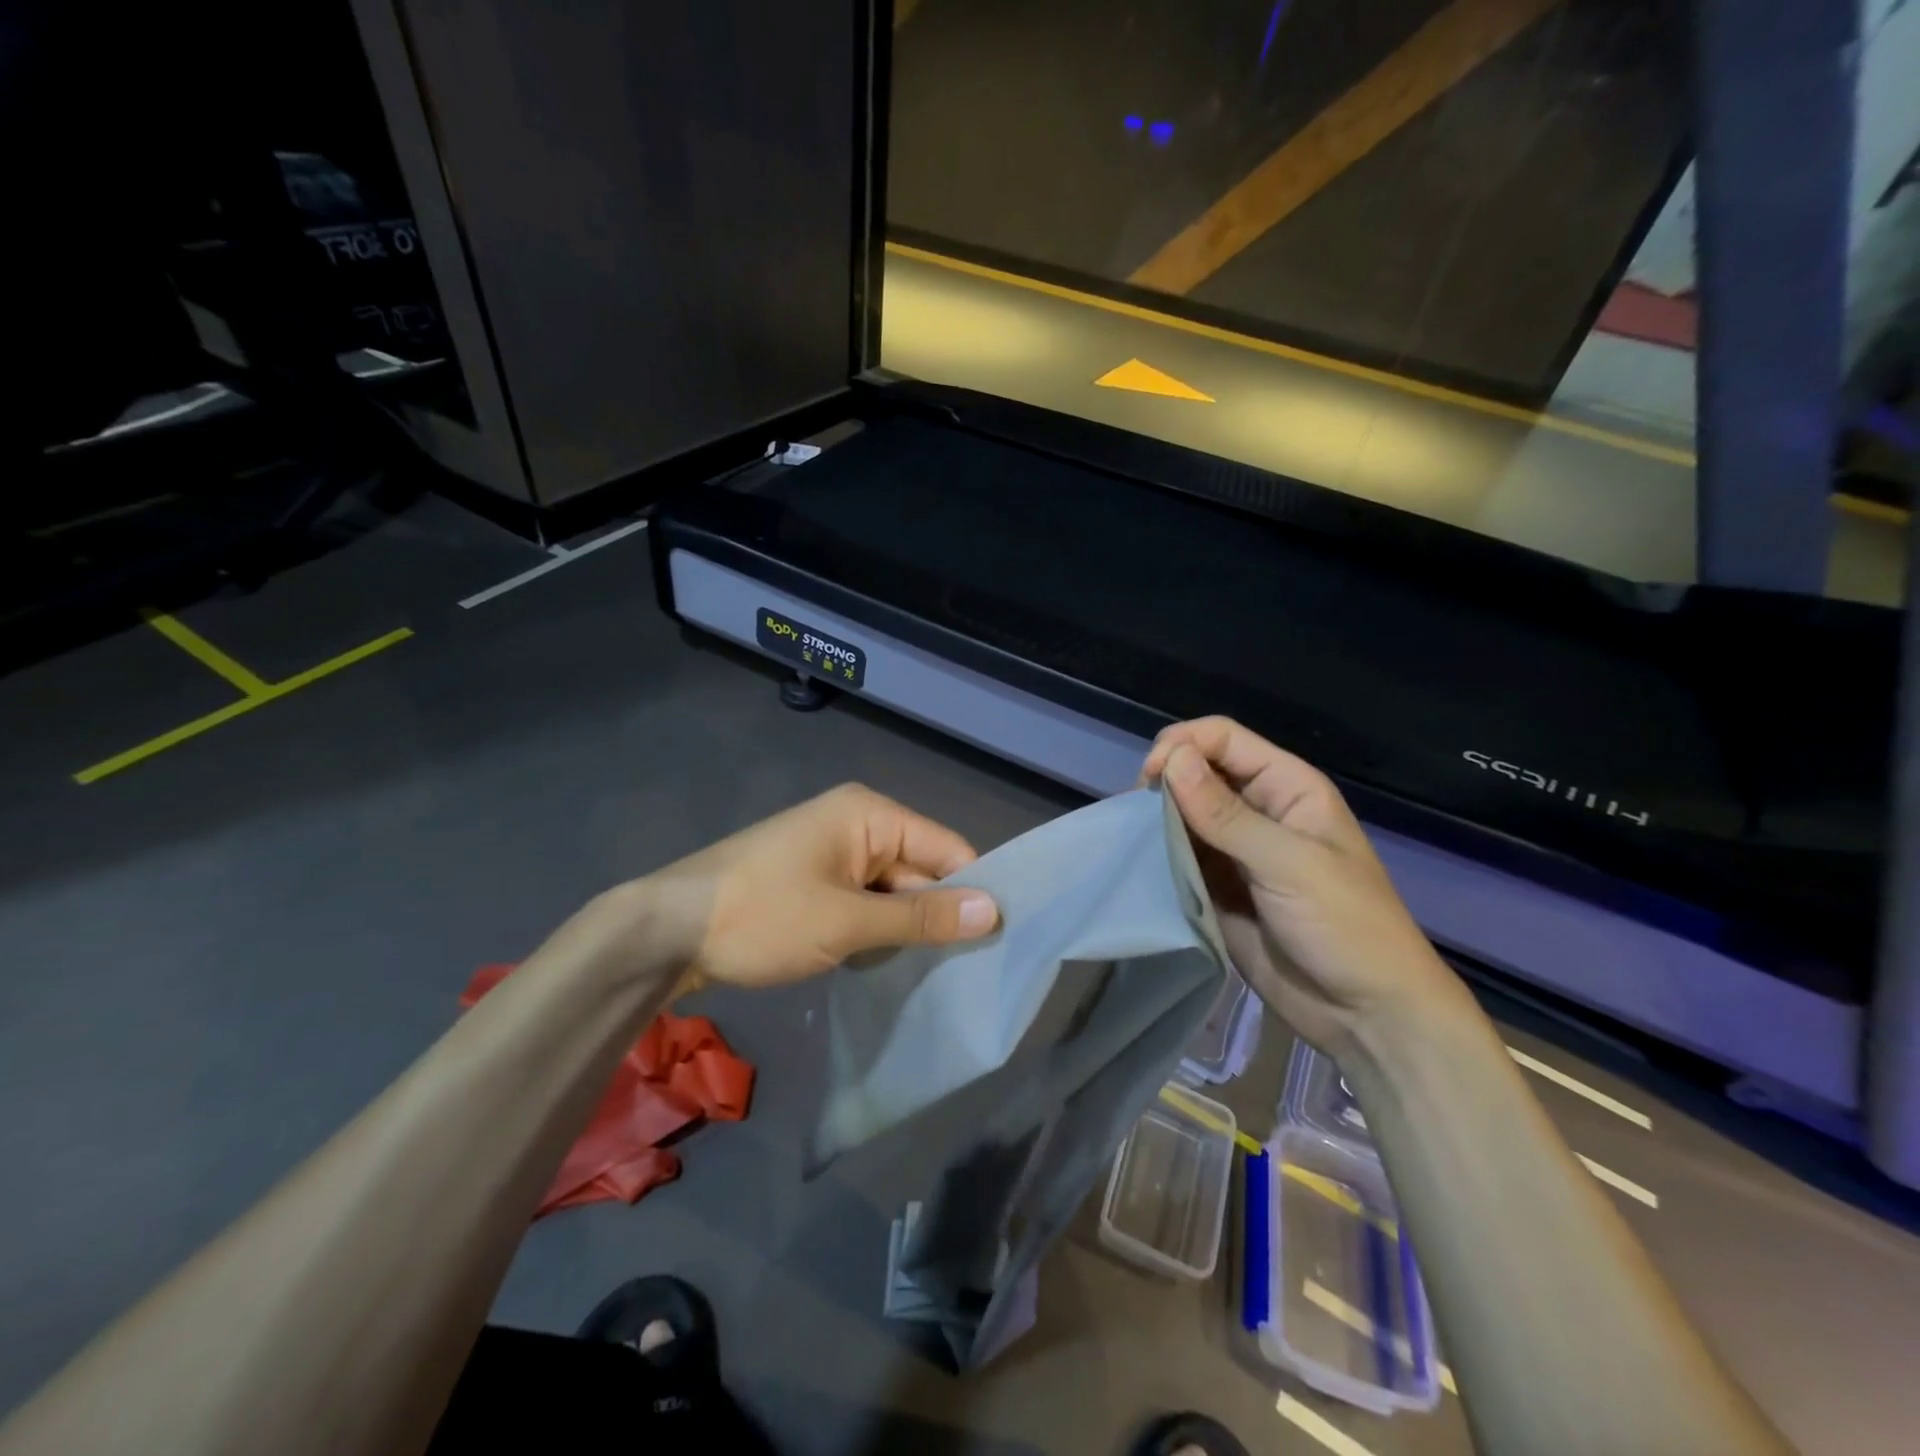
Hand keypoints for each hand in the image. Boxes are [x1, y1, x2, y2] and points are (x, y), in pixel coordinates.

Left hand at [631, 783, 999, 992]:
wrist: (666, 932)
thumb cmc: (763, 916)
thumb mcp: (848, 922)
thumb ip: (922, 917)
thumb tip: (994, 912)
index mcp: (870, 815)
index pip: (946, 847)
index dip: (973, 890)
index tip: (1001, 940)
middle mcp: (856, 826)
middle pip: (919, 871)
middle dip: (935, 917)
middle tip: (967, 972)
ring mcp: (831, 857)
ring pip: (891, 895)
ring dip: (902, 931)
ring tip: (928, 976)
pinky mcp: (812, 885)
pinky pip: (862, 906)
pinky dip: (872, 934)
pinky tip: (879, 967)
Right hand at [1142, 717, 1468, 1056]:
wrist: (1366, 1014)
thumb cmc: (1345, 926)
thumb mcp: (1288, 863)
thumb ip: (1226, 813)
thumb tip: (1172, 759)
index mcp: (1286, 787)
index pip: (1223, 739)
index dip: (1182, 746)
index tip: (1149, 778)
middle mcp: (1258, 809)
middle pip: (1198, 771)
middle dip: (1164, 782)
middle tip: (1138, 814)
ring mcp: (1235, 850)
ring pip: (1183, 814)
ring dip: (1157, 820)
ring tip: (1135, 840)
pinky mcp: (1217, 886)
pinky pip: (1180, 856)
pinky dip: (1159, 854)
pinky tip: (1142, 863)